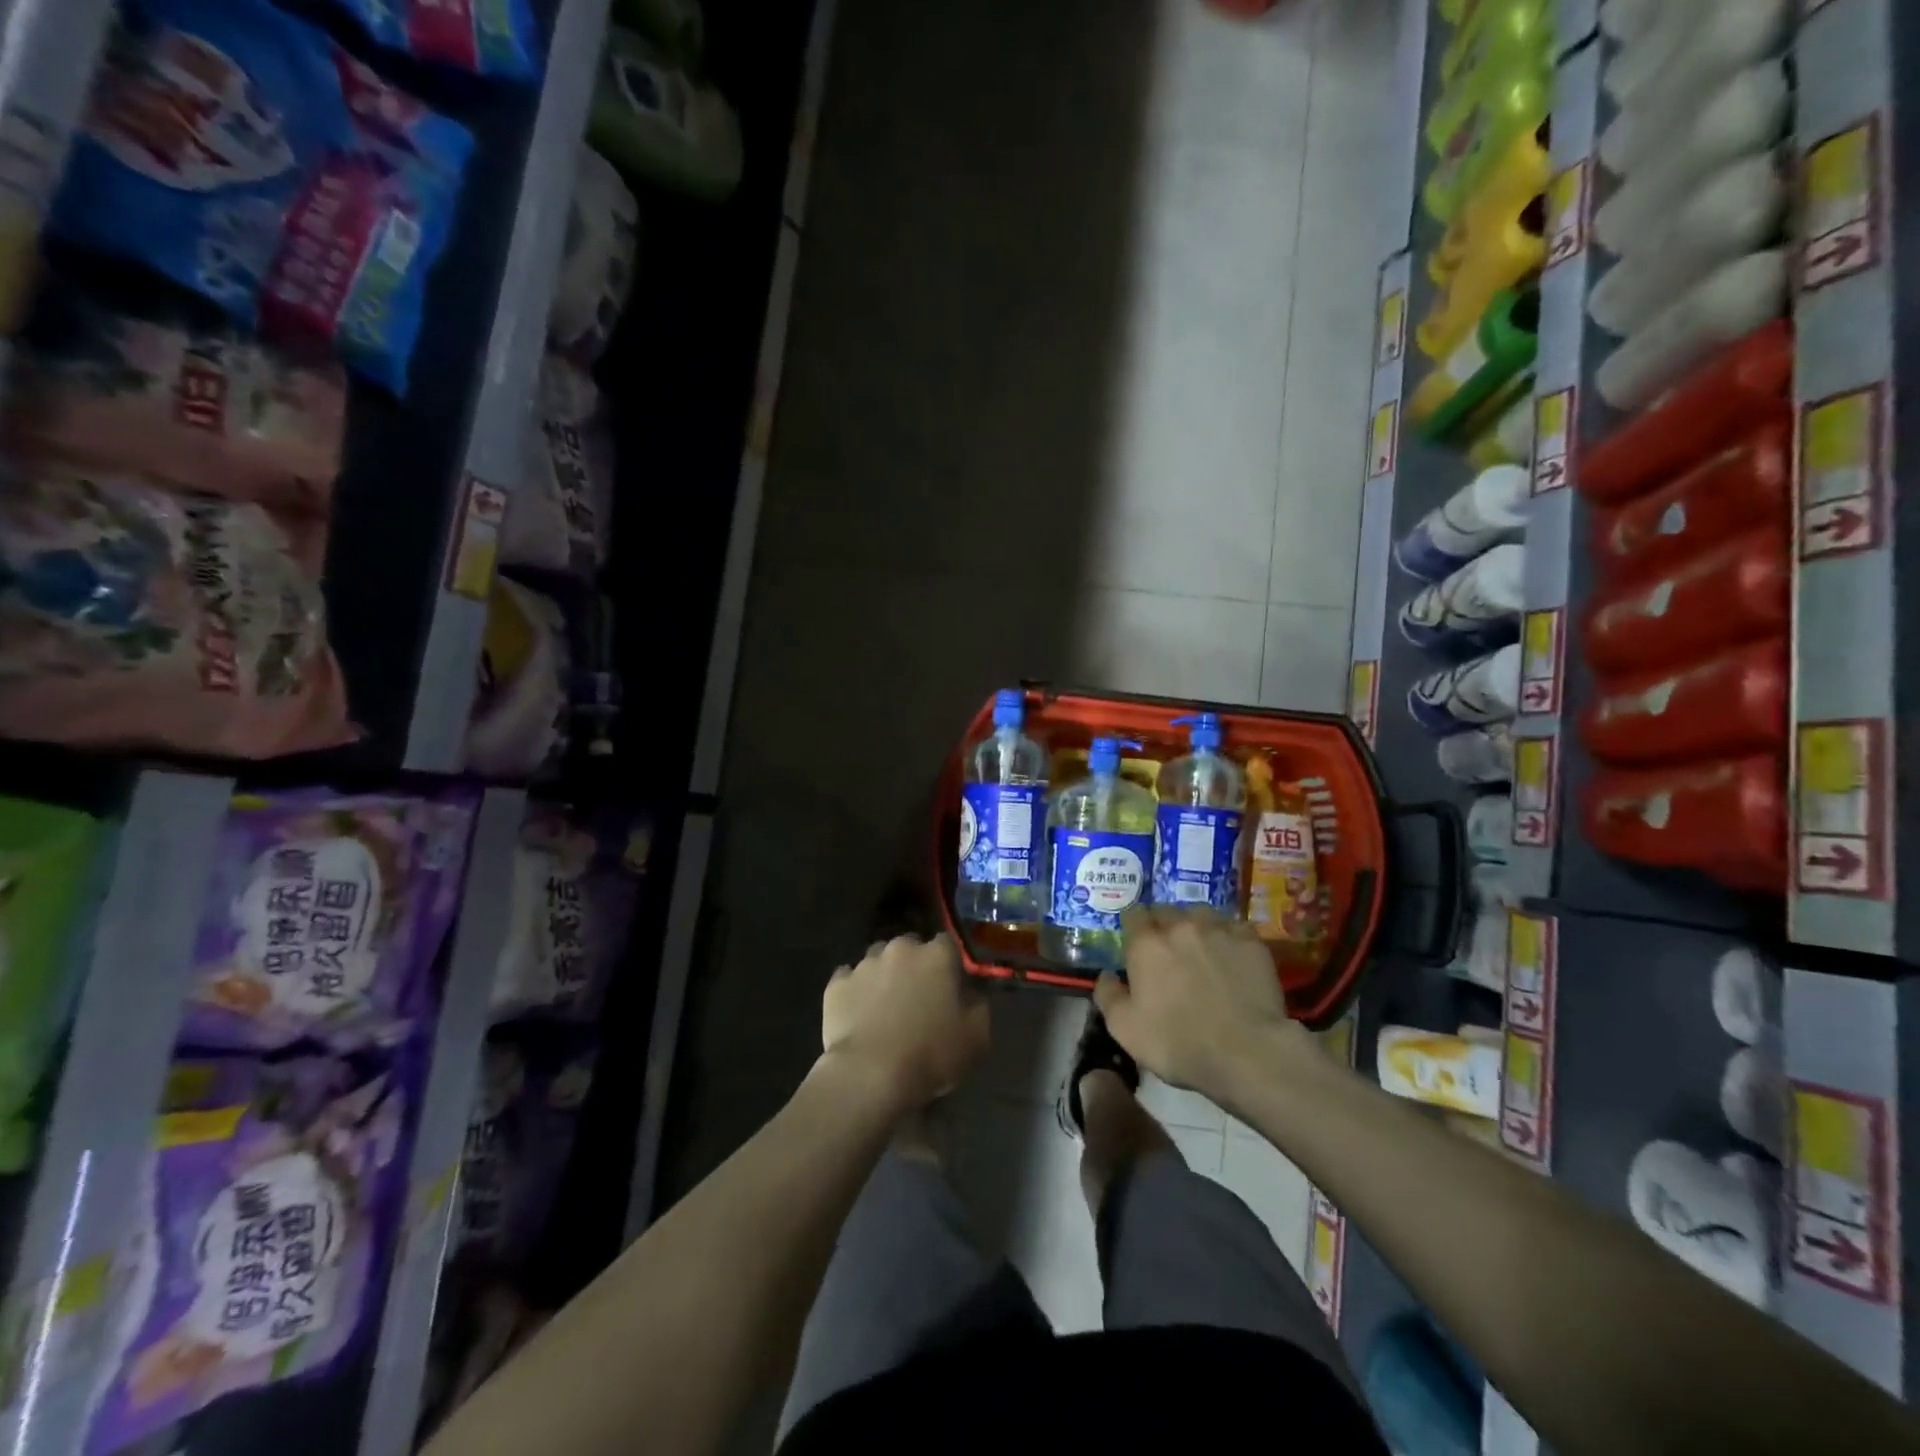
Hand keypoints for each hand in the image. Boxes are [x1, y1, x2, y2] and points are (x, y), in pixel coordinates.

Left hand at [821, 934, 988, 1113]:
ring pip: (877, 960)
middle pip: (910, 946)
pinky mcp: (836, 984)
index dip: (948, 963)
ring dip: (884, 975)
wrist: (871, 1075)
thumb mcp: (977, 1036)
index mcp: (937, 955)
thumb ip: (978, 1004)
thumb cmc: (931, 1054)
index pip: (947, 943)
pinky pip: (848, 980)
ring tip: (884, 1006)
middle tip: (916, 996)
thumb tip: (971, 992)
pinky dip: (854, 991)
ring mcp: (865, 964)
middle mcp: (900, 949)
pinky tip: (858, 1014)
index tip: (949, 985)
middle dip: (914, 964)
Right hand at [1097, 906, 1299, 1103]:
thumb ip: (1108, 996)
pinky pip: (1234, 927)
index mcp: (1146, 944)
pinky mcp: (1250, 941)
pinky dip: (1228, 937)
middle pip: (1165, 910)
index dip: (1133, 927)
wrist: (1247, 1052)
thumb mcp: (1125, 1030)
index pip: (1132, 914)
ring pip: (1200, 913)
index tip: (1136, 944)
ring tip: (1201, 948)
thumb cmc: (1179, 1044)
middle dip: (1162, 925)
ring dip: (1195, 926)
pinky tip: (1231, 956)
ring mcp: (1218, 930)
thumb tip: (1105, 974)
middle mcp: (1180, 927)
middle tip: (1167, 951)